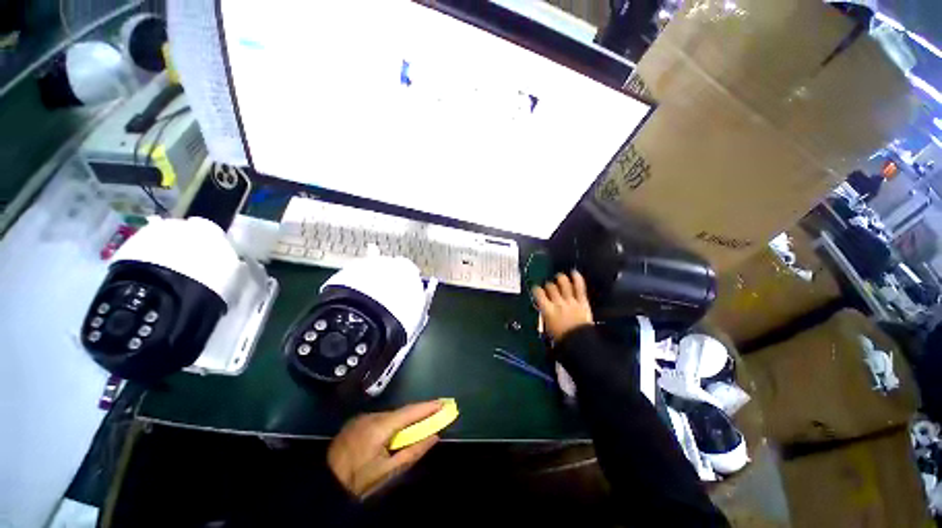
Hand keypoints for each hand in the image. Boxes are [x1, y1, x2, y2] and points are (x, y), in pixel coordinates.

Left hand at [328, 400, 442, 497]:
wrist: (324, 483)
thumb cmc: (358, 481)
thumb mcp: (388, 472)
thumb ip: (413, 452)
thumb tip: (434, 436)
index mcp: (380, 426)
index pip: (409, 412)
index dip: (427, 407)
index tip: (443, 403)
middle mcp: (371, 416)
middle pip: (400, 412)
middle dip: (418, 413)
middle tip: (434, 415)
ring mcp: (362, 417)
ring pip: (390, 415)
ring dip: (404, 420)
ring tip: (417, 426)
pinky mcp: (356, 422)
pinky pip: (379, 419)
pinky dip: (391, 423)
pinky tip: (394, 433)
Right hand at [532, 271, 593, 340]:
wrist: (580, 344)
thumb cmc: (562, 339)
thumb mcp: (547, 328)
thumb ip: (545, 315)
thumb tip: (544, 309)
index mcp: (547, 310)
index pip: (538, 293)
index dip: (537, 289)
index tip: (537, 289)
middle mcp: (558, 303)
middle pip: (550, 287)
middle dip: (549, 285)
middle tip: (550, 287)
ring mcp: (571, 301)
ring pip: (563, 283)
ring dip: (560, 279)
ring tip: (559, 277)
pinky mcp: (582, 302)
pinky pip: (579, 287)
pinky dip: (577, 279)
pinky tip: (574, 273)